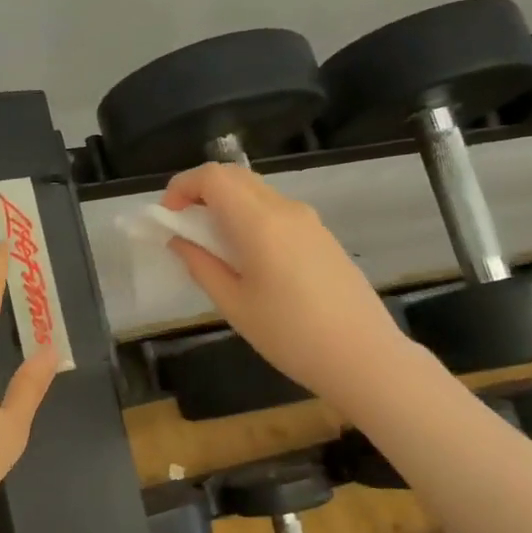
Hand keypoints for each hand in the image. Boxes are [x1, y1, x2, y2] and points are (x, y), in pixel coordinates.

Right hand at [163, 162, 407, 408]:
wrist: (363, 356)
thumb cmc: (289, 335)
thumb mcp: (234, 304)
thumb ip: (201, 265)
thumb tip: (179, 241)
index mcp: (259, 223)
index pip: (213, 177)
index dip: (182, 187)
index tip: (168, 217)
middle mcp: (285, 210)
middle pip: (235, 176)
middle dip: (201, 191)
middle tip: (183, 225)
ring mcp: (309, 221)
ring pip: (256, 192)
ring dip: (226, 204)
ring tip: (211, 244)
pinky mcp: (322, 236)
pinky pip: (276, 210)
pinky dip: (249, 216)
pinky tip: (246, 257)